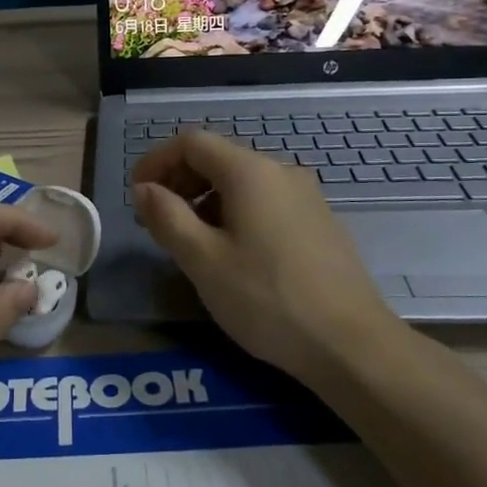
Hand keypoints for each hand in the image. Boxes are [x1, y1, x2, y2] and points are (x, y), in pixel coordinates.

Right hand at [131, 130, 396, 384]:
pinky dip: (234, 213)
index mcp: (250, 172)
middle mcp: (281, 172)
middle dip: (179, 180)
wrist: (351, 344)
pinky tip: (231, 253)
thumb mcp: (203, 260)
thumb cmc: (267, 299)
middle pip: (218, 158)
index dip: (156, 160)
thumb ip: (166, 217)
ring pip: (242, 182)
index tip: (136, 193)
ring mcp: (306, 197)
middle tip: (155, 219)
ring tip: (188, 240)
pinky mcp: (319, 223)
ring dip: (205, 199)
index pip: (192, 142)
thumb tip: (144, 189)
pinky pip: (265, 202)